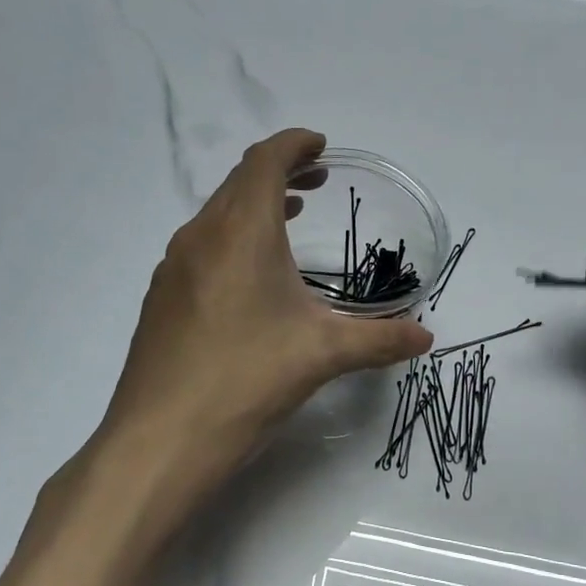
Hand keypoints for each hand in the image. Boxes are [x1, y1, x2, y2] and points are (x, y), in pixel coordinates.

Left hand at [101, 129, 432, 479]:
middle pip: (239, 182)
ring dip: (255, 205)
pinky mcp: (162, 299)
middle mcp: (201, 237)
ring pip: (217, 214)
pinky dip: (233, 238)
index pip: (265, 162)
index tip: (321, 146)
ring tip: (292, 216)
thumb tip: (426, 336)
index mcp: (241, 233)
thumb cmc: (246, 380)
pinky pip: (201, 247)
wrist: (160, 441)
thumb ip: (380, 340)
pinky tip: (252, 277)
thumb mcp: (323, 355)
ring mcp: (174, 268)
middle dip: (280, 171)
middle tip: (317, 180)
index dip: (294, 145)